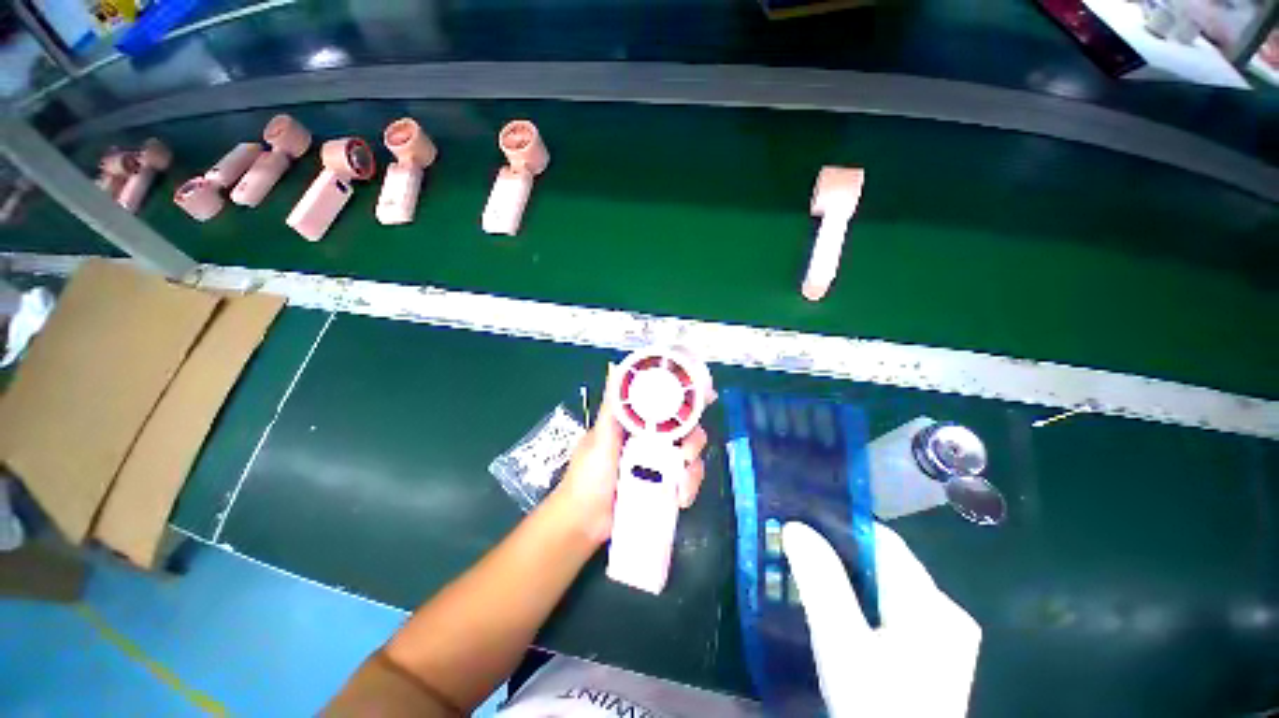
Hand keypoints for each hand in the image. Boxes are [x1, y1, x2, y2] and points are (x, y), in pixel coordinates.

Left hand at [552, 364, 710, 544]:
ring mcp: (660, 463)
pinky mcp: (665, 486)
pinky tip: (680, 498)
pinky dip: (689, 487)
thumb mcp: (599, 437)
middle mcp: (652, 439)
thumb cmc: (588, 475)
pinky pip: (687, 480)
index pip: (666, 404)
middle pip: (686, 429)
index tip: (707, 395)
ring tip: (680, 483)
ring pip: (691, 455)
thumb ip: (612, 406)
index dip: (688, 398)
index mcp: (637, 423)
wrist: (585, 523)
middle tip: (686, 453)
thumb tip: (614, 366)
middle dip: (693, 439)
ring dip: (693, 468)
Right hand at [782, 522, 981, 717]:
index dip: (839, 526)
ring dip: (847, 580)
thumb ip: (821, 582)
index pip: (882, 539)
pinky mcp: (933, 658)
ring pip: (885, 588)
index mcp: (931, 603)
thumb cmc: (876, 707)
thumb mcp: (843, 645)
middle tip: (796, 555)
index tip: (799, 525)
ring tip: (809, 581)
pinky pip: (891, 612)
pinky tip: (838, 618)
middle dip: (838, 555)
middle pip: (884, 564)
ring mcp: (943, 638)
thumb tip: (794, 526)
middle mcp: (944, 612)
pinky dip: (862, 605)